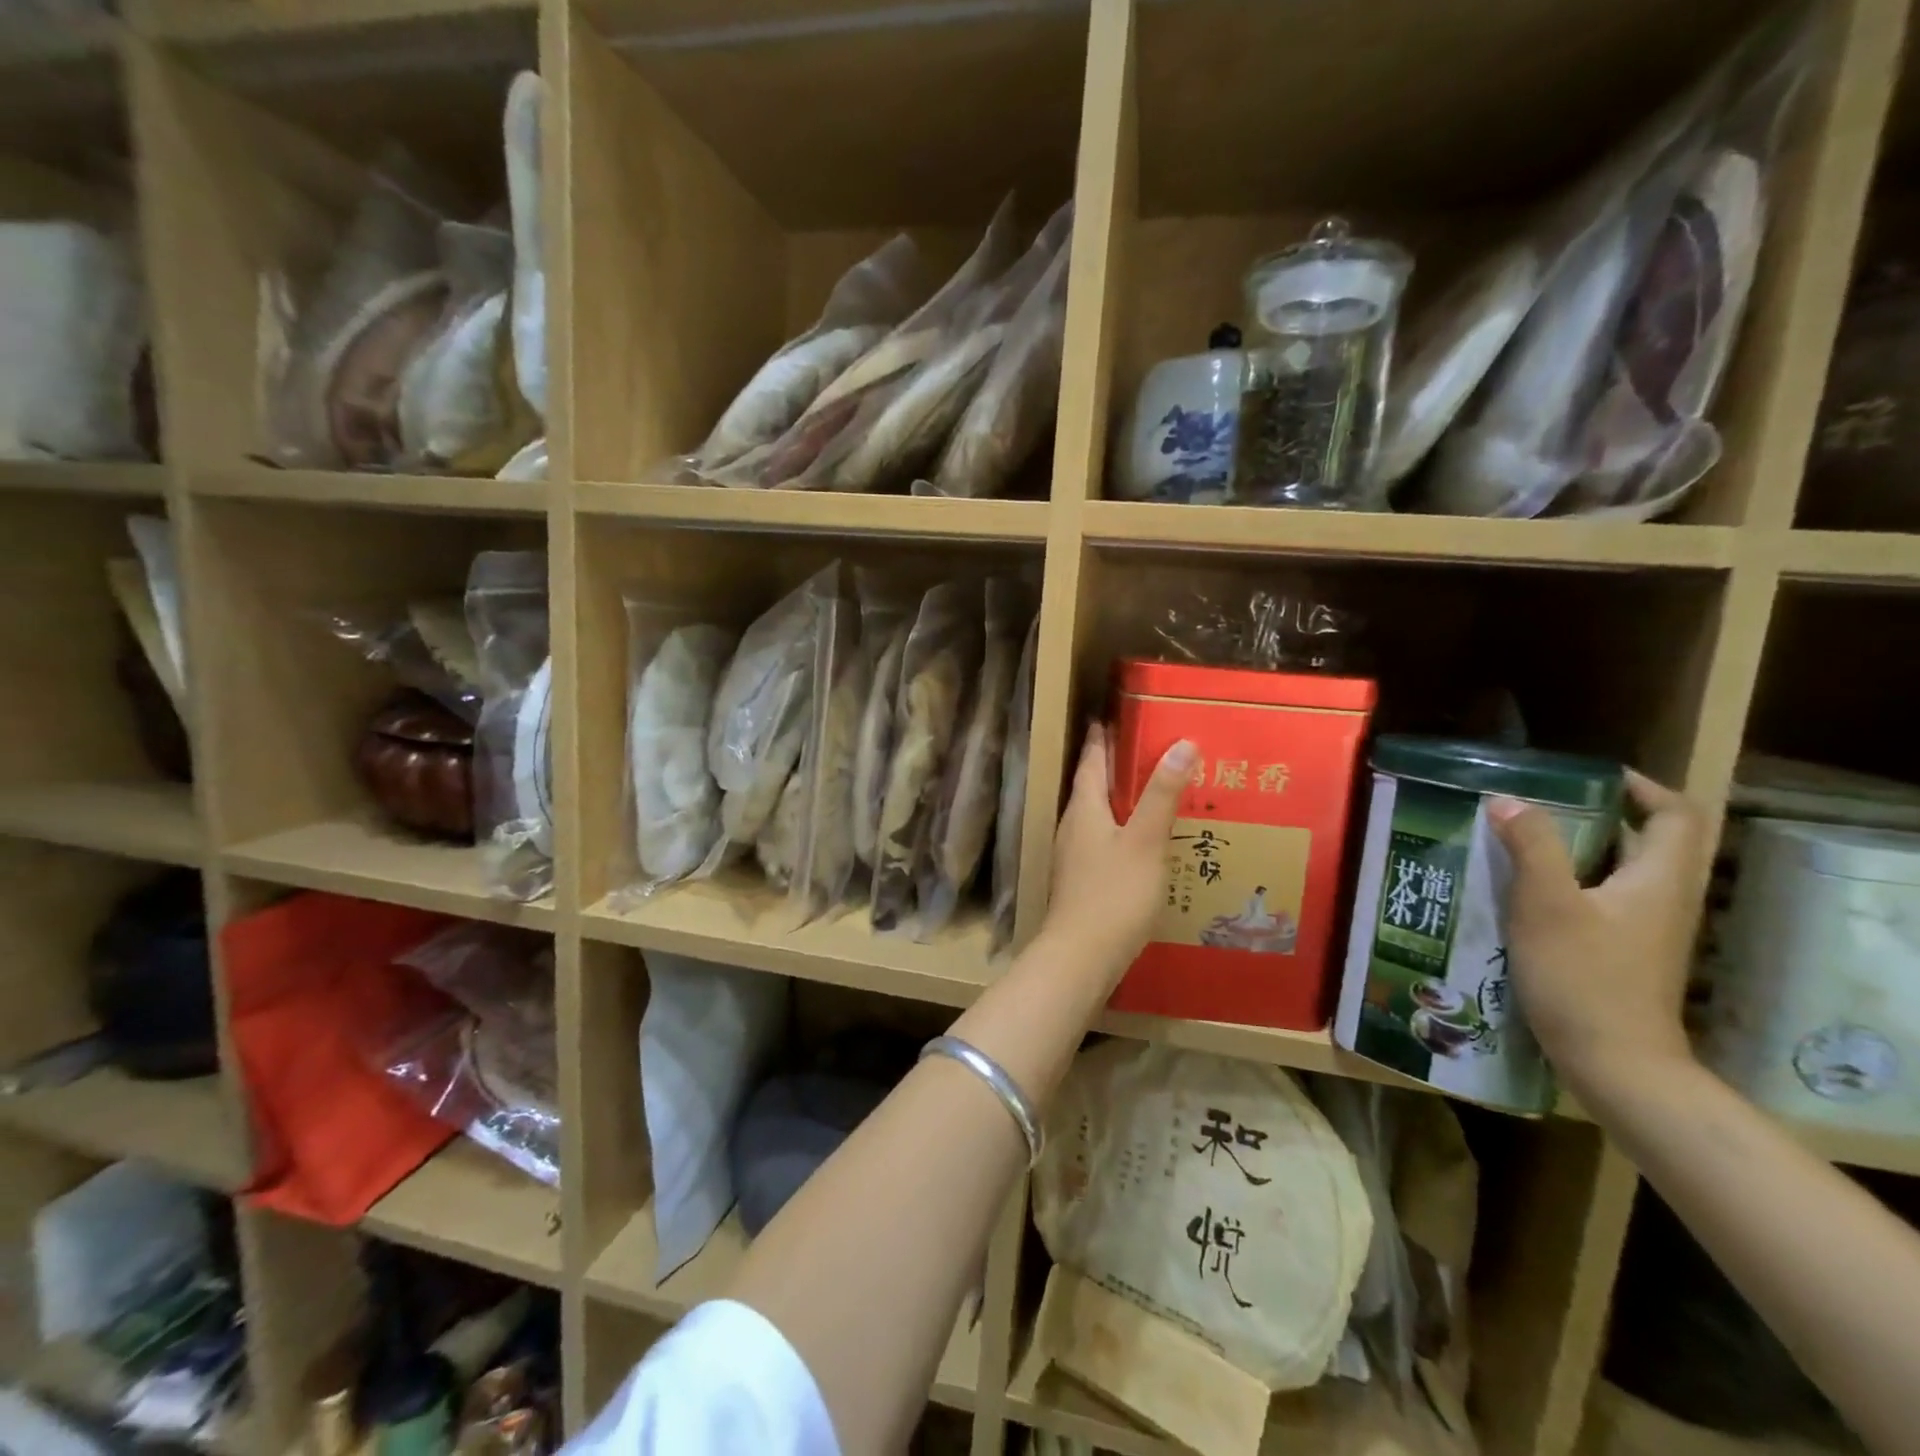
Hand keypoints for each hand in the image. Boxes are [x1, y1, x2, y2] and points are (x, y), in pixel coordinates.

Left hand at [1041, 725, 1195, 986]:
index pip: (1091, 760)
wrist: (1081, 956)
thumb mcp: (1145, 840)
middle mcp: (1073, 825)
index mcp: (1084, 808)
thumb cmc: (1114, 894)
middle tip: (1145, 747)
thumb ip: (1162, 794)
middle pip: (1092, 785)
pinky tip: (1143, 840)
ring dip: (1119, 798)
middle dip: (1113, 765)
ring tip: (1151, 789)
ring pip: (1097, 813)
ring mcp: (1075, 855)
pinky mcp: (1083, 879)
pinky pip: (1103, 839)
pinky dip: (1122, 828)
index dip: (1101, 737)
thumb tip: (1182, 742)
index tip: (1111, 714)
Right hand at [1488, 771, 1708, 1094]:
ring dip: (1573, 850)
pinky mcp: (1622, 952)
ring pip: (1617, 871)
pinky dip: (1567, 884)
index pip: (1674, 815)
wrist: (1615, 1062)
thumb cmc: (1583, 977)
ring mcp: (1644, 929)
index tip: (1588, 778)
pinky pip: (1600, 900)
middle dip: (1593, 816)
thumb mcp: (1547, 905)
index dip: (1641, 787)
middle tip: (1534, 805)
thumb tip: (1508, 800)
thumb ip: (1531, 847)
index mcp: (1658, 879)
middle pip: (1643, 841)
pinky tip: (1519, 891)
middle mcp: (1662, 899)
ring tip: (1515, 841)